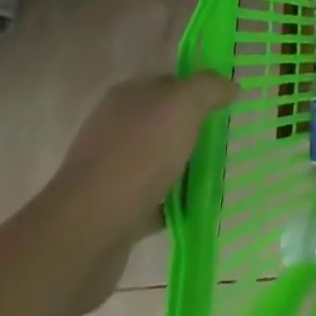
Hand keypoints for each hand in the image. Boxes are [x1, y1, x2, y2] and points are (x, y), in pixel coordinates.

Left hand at [43, 71, 237, 306]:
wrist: (85, 233)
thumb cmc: (138, 156)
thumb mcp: (184, 105)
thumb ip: (210, 88)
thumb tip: (231, 86)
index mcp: (127, 96)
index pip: (170, 82)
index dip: (199, 91)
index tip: (224, 108)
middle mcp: (114, 128)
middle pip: (164, 123)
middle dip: (192, 133)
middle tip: (222, 143)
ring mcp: (108, 171)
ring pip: (157, 162)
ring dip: (182, 170)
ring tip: (212, 178)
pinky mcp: (109, 211)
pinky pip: (149, 200)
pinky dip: (170, 204)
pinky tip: (191, 209)